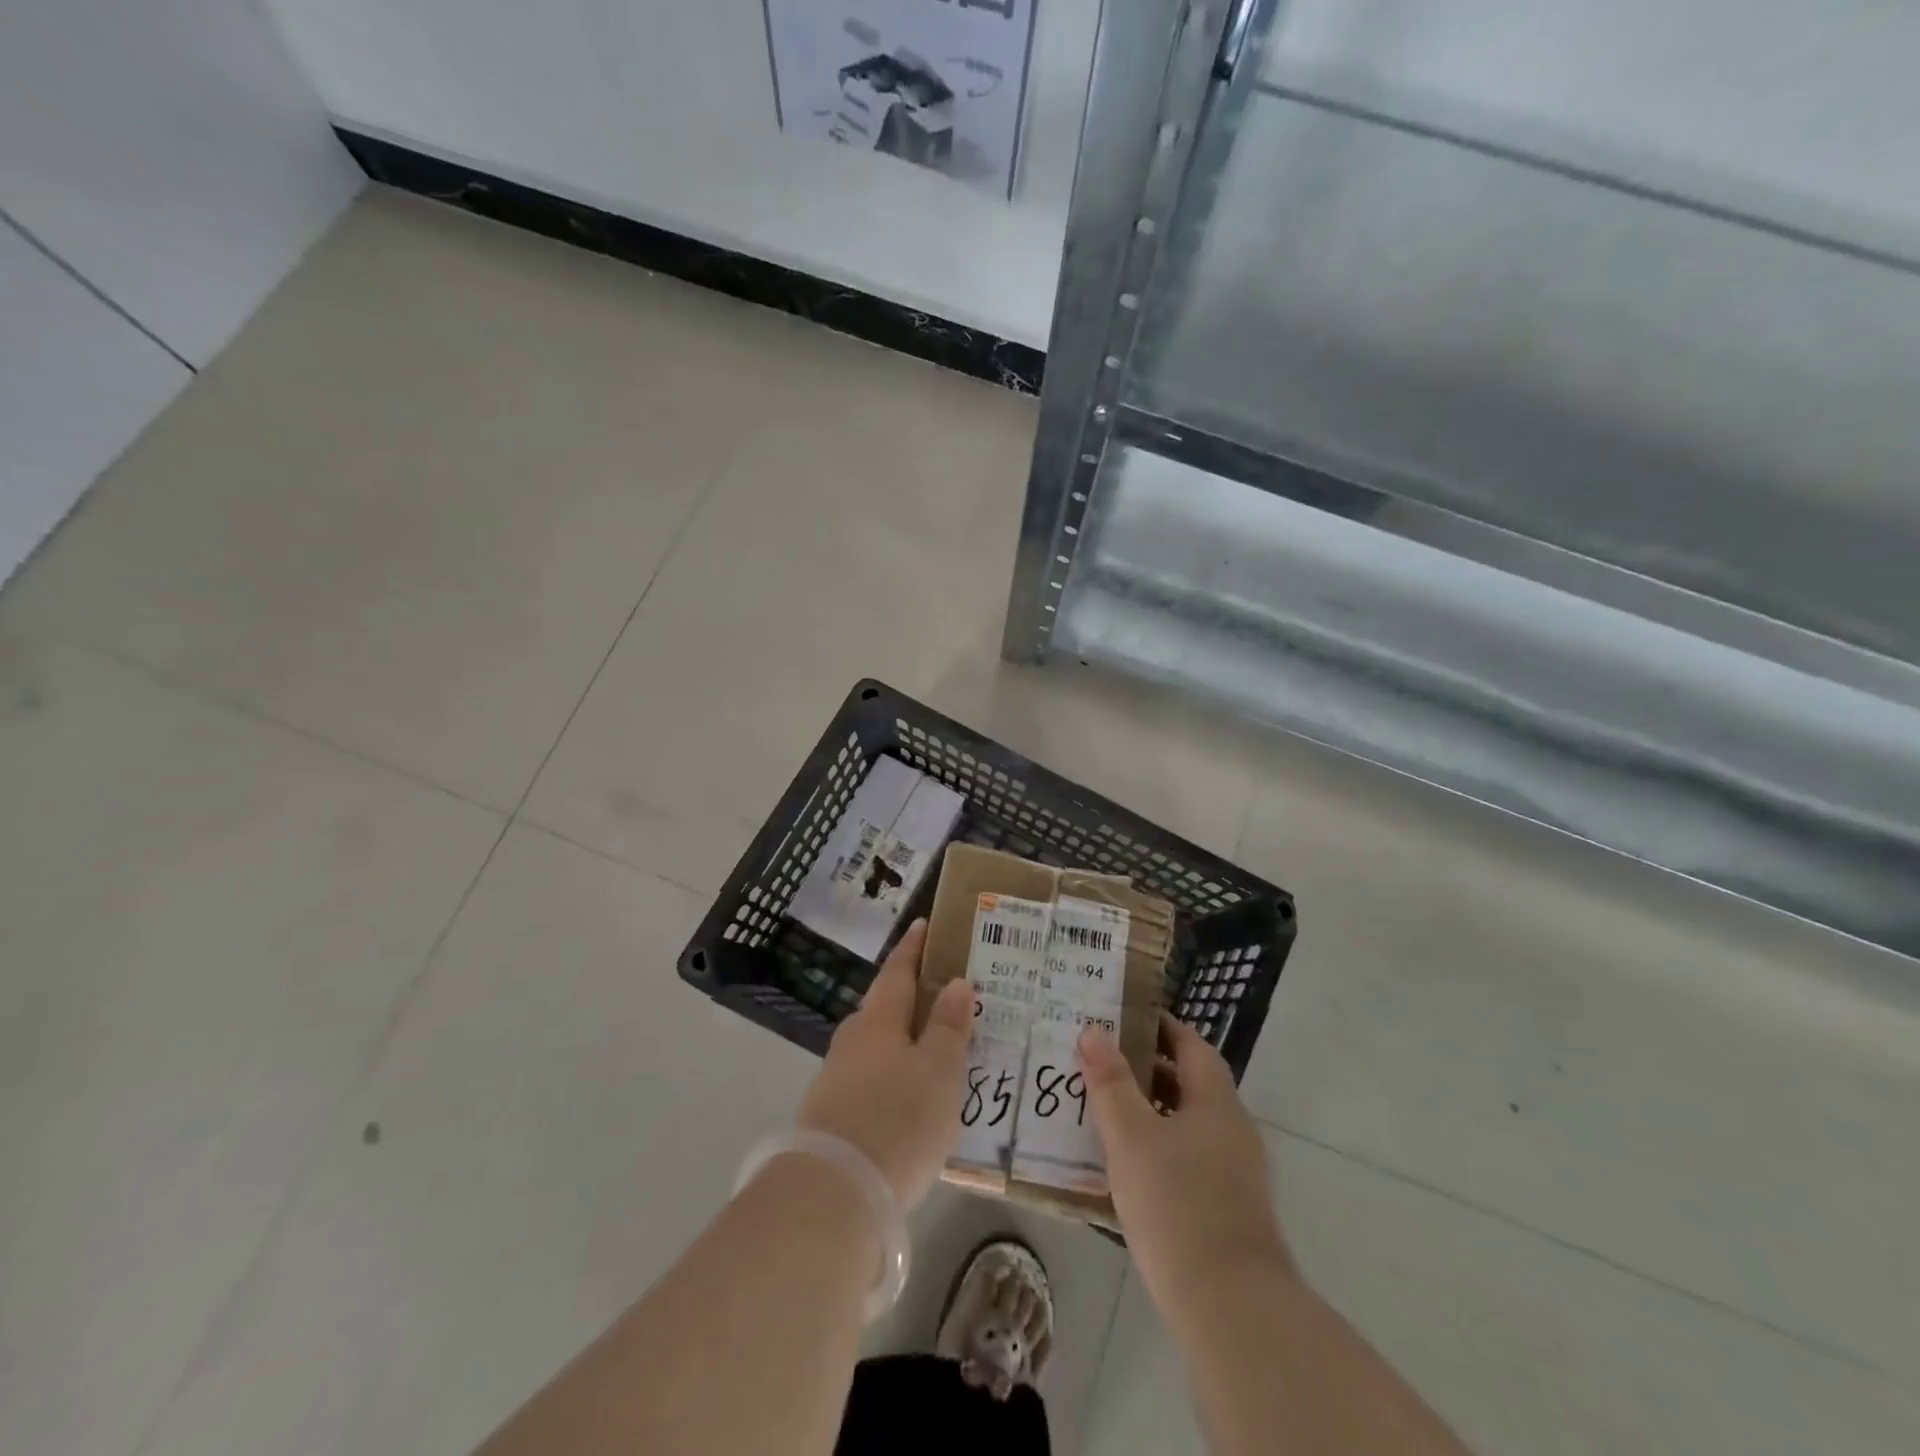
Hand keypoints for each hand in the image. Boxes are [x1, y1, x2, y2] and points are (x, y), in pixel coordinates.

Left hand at [796, 919, 974, 1207]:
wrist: (833, 1194)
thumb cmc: (897, 1120)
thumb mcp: (939, 1072)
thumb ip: (949, 1027)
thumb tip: (955, 982)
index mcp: (878, 1020)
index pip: (898, 971)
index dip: (912, 948)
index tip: (922, 925)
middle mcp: (852, 1041)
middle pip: (884, 1008)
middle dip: (911, 998)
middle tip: (945, 997)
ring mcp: (837, 1079)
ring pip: (877, 1047)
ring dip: (903, 1041)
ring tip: (935, 1051)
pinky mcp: (832, 1116)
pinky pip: (871, 1080)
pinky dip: (893, 1076)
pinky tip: (910, 1098)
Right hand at [1078, 1014, 1292, 1313]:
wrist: (1231, 1309)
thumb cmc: (1177, 1206)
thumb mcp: (1132, 1136)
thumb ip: (1111, 1082)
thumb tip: (1093, 1031)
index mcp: (1216, 1102)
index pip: (1192, 1046)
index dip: (1160, 1027)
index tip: (1121, 1018)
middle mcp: (1233, 1130)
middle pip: (1189, 1083)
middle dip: (1147, 1069)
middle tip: (1100, 1062)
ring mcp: (1235, 1174)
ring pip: (1187, 1124)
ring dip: (1150, 1111)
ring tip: (1103, 1111)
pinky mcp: (1228, 1211)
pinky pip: (1189, 1160)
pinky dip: (1159, 1149)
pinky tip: (1126, 1168)